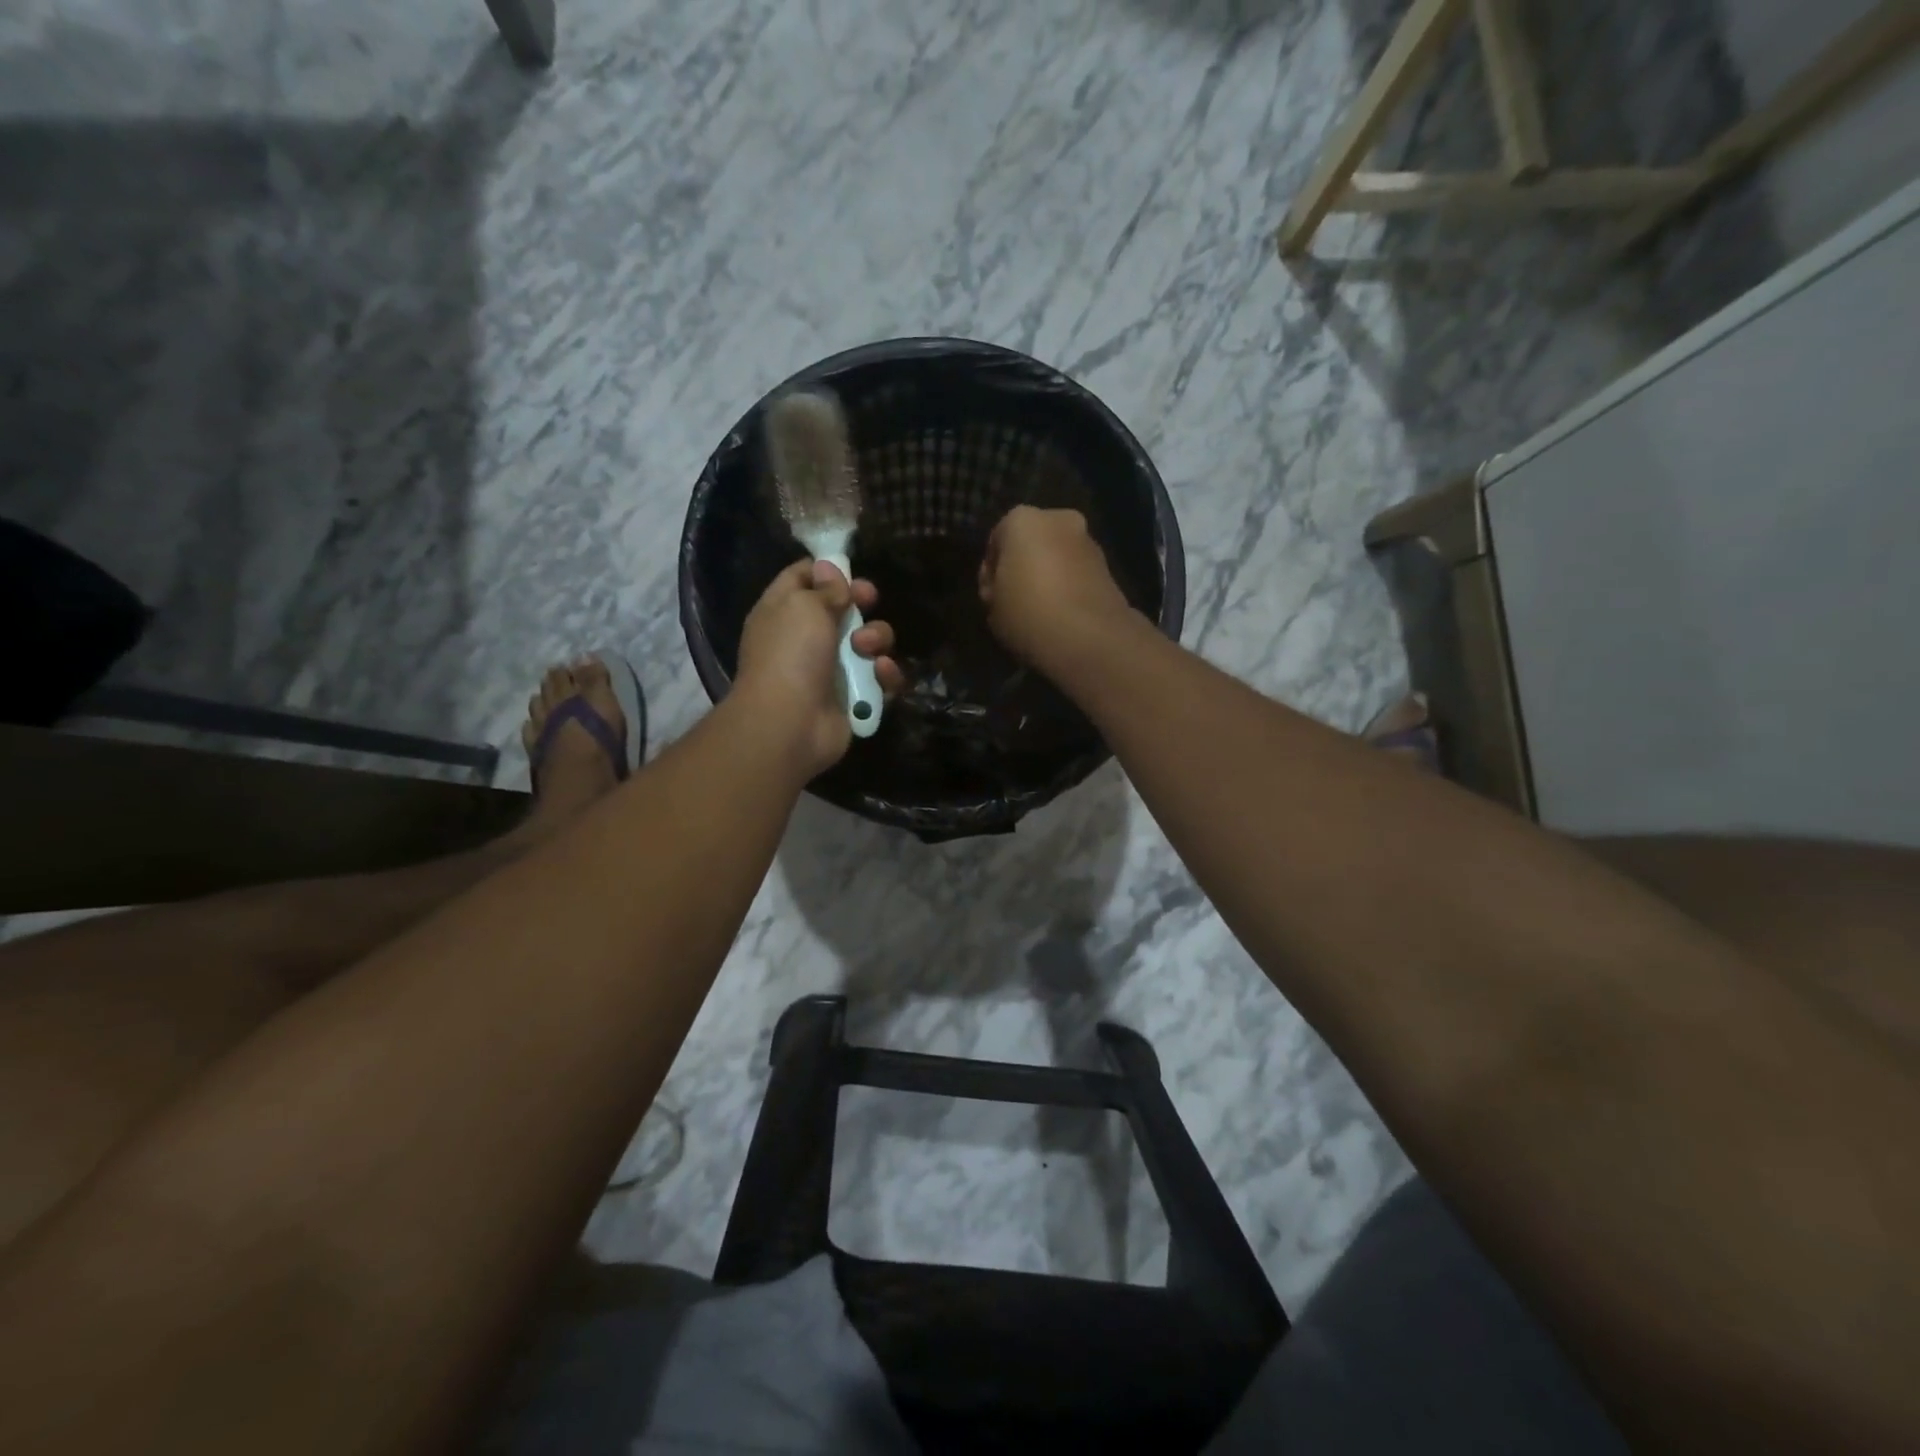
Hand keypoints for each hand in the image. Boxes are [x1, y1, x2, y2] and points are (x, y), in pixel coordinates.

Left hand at [734, 559, 904, 776]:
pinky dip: (885, 674)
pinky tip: (881, 673)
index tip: (848, 567)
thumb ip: (824, 587)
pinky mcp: (855, 698)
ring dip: (876, 639)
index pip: (803, 578)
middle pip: (843, 609)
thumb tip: (829, 567)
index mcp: (783, 612)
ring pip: (869, 643)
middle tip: (868, 600)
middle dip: (861, 602)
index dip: (826, 570)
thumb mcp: (804, 607)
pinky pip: (881, 678)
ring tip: (867, 649)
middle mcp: (807, 639)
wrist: (790, 724)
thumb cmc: (790, 655)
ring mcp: (832, 670)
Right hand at [978, 506, 1135, 669]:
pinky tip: (1063, 615)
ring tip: (1041, 611)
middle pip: (1032, 542)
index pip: (996, 540)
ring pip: (1058, 556)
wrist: (1090, 638)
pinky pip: (1078, 573)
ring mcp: (1089, 541)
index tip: (991, 597)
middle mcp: (1059, 519)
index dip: (990, 571)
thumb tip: (1005, 588)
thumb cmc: (1028, 614)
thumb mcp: (992, 606)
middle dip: (1023, 566)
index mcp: (1022, 519)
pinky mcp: (1109, 566)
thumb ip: (995, 588)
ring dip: (1049, 575)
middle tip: (1015, 601)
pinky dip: (1069, 586)